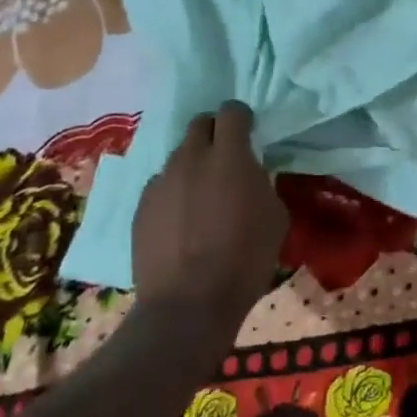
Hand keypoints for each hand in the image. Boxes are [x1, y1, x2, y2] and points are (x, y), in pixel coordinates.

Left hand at [132, 101, 286, 317]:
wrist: (189, 305)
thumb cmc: (244, 259)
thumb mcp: (275, 216)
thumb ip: (261, 183)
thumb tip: (250, 176)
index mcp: (229, 155)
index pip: (232, 111)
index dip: (241, 118)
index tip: (249, 133)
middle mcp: (191, 158)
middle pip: (199, 124)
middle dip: (214, 133)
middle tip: (225, 159)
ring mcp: (161, 181)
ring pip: (178, 156)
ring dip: (193, 165)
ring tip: (201, 196)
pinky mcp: (141, 207)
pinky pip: (160, 186)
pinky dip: (173, 193)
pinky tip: (181, 221)